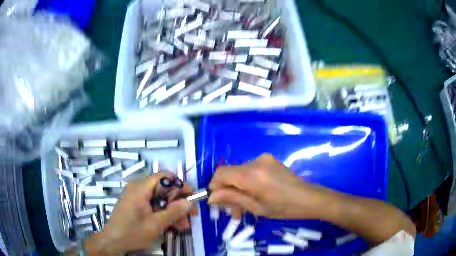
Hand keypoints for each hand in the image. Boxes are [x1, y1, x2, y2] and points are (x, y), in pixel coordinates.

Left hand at [85, 173, 195, 254]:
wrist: (113, 241)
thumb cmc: (133, 232)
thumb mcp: (156, 224)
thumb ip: (174, 212)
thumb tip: (190, 202)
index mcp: (141, 187)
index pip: (165, 176)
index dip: (180, 185)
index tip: (191, 199)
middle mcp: (139, 187)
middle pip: (164, 189)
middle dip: (178, 203)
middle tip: (189, 217)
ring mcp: (137, 196)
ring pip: (161, 198)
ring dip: (173, 211)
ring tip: (182, 226)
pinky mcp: (136, 204)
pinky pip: (154, 204)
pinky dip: (164, 213)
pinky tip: (172, 225)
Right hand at [209, 154, 330, 218]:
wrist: (309, 198)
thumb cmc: (284, 208)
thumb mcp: (256, 207)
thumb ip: (232, 199)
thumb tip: (211, 197)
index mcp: (252, 174)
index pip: (221, 173)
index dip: (214, 185)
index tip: (216, 201)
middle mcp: (255, 161)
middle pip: (230, 174)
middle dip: (227, 192)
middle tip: (232, 211)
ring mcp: (263, 159)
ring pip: (239, 173)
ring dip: (238, 189)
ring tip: (243, 208)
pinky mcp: (269, 160)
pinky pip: (250, 171)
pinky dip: (247, 183)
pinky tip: (253, 196)